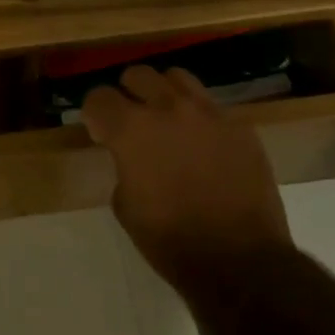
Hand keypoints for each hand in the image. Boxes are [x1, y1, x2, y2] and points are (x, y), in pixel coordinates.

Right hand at [83, 66, 292, 285]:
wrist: (238, 260)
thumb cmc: (169, 239)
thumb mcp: (124, 205)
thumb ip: (122, 166)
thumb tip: (131, 157)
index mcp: (132, 129)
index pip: (99, 97)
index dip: (94, 114)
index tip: (100, 134)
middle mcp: (169, 109)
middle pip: (138, 75)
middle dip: (128, 94)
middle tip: (130, 122)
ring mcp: (210, 114)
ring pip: (178, 79)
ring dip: (164, 95)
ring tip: (167, 122)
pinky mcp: (241, 128)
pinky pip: (211, 108)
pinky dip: (198, 119)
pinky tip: (201, 147)